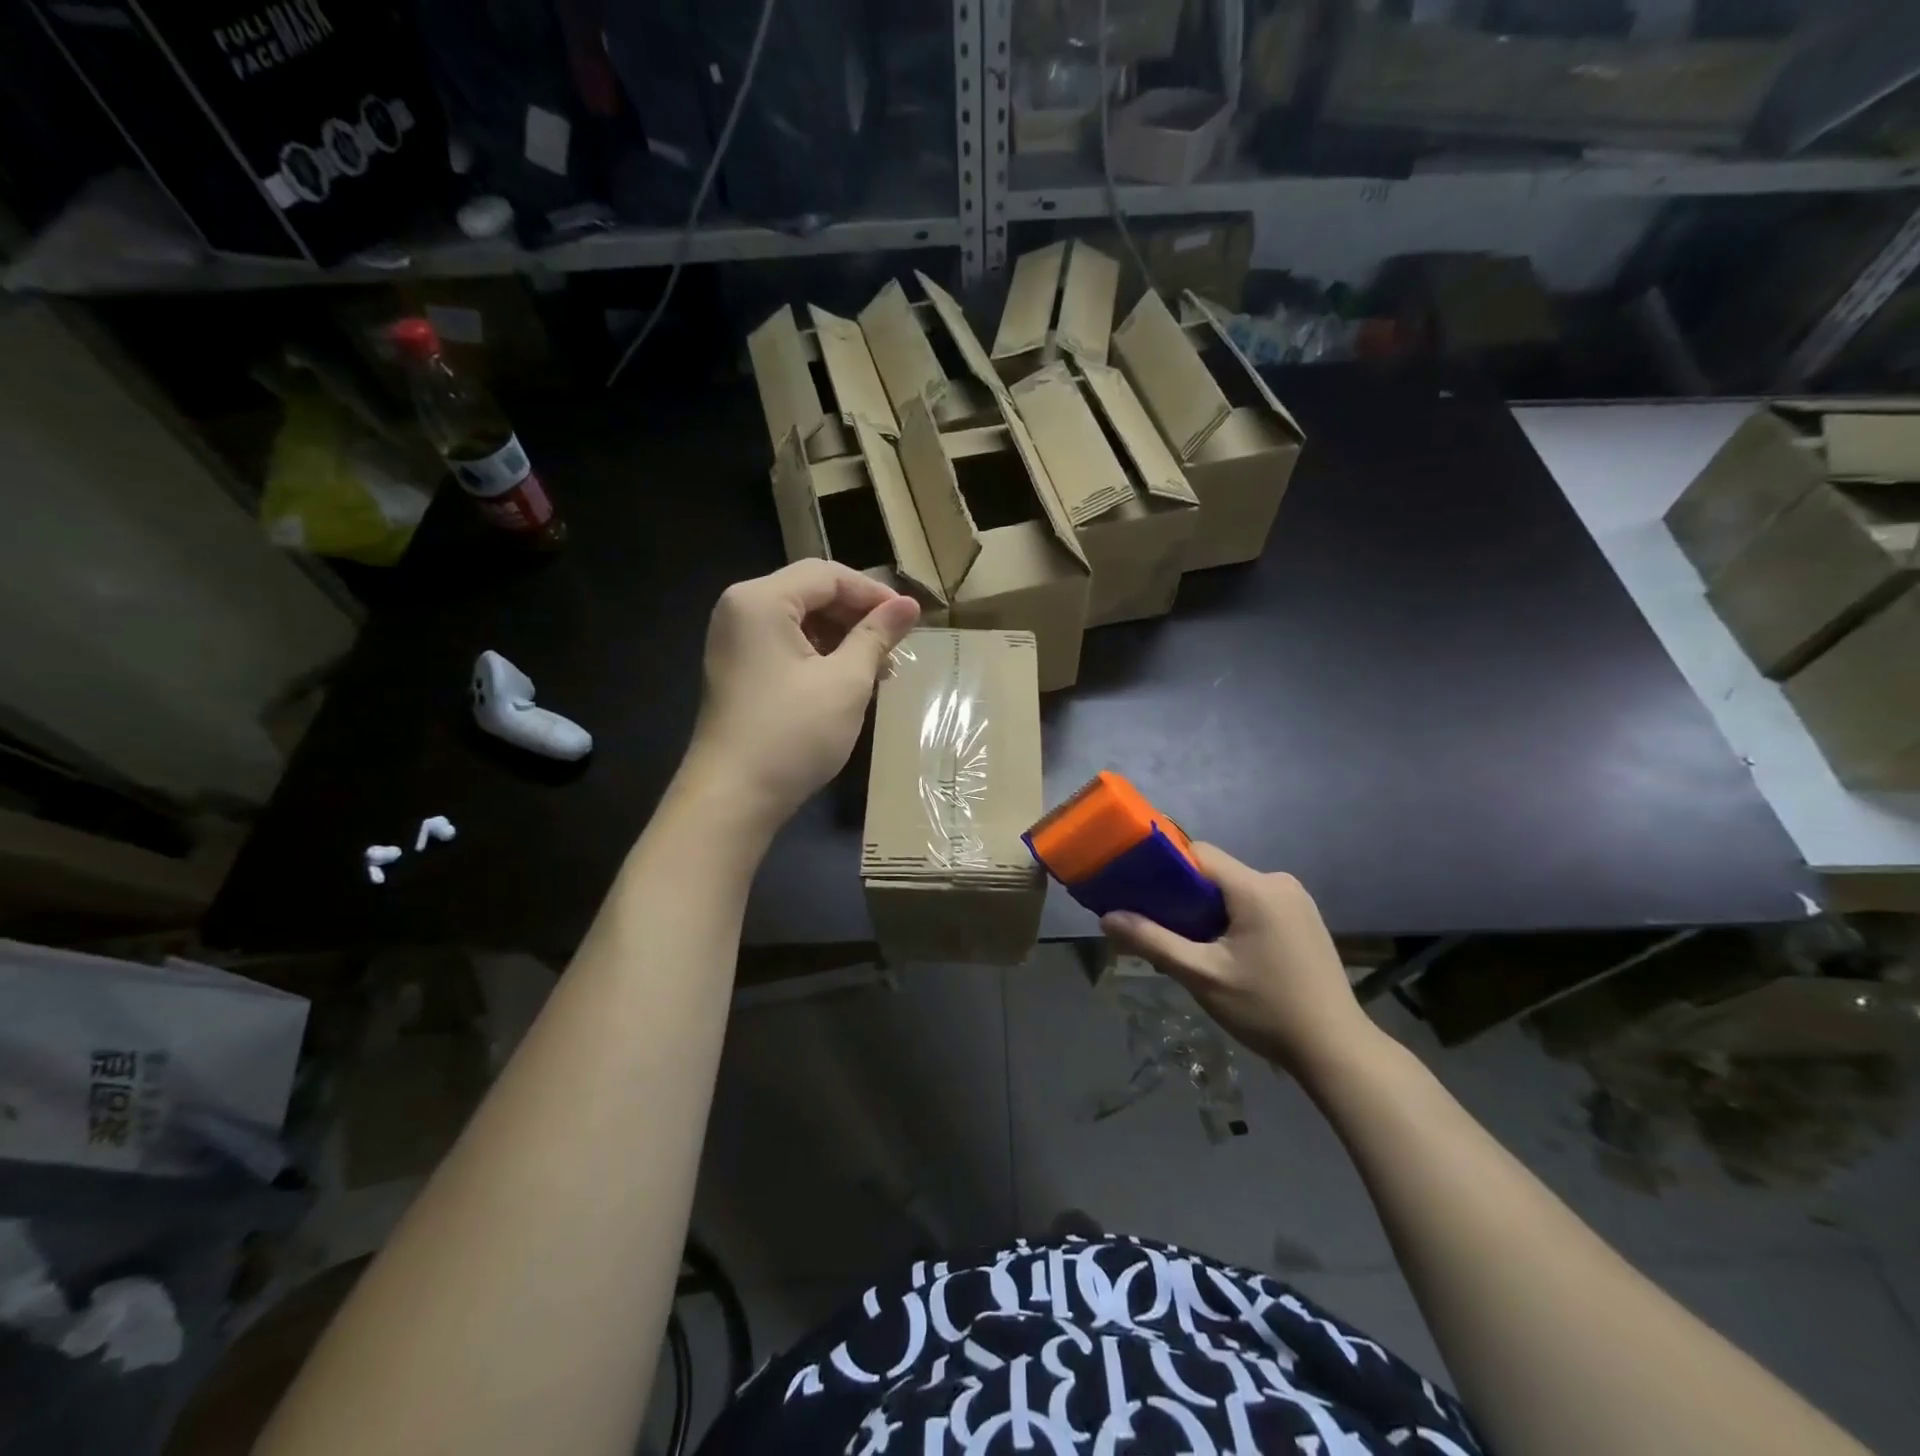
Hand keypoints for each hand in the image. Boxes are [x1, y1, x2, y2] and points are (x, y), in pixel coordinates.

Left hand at [686, 560, 919, 828]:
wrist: (733, 797)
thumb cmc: (793, 733)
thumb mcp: (846, 682)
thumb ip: (877, 636)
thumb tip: (910, 605)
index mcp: (760, 600)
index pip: (827, 575)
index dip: (873, 593)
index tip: (910, 621)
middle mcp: (740, 609)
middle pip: (811, 593)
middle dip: (857, 617)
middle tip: (895, 648)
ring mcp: (735, 641)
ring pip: (801, 621)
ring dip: (842, 638)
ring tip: (878, 670)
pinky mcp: (738, 670)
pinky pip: (786, 645)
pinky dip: (820, 656)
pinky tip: (848, 682)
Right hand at [1102, 845, 1384, 1079]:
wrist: (1336, 1050)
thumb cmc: (1266, 1009)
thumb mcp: (1202, 976)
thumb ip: (1153, 941)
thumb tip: (1107, 917)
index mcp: (1256, 888)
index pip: (1198, 854)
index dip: (1165, 868)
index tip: (1141, 892)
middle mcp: (1279, 882)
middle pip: (1216, 873)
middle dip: (1186, 896)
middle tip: (1162, 930)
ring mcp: (1297, 900)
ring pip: (1235, 890)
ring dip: (1209, 911)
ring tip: (1192, 948)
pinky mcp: (1305, 919)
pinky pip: (1255, 904)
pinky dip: (1233, 919)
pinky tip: (1226, 954)